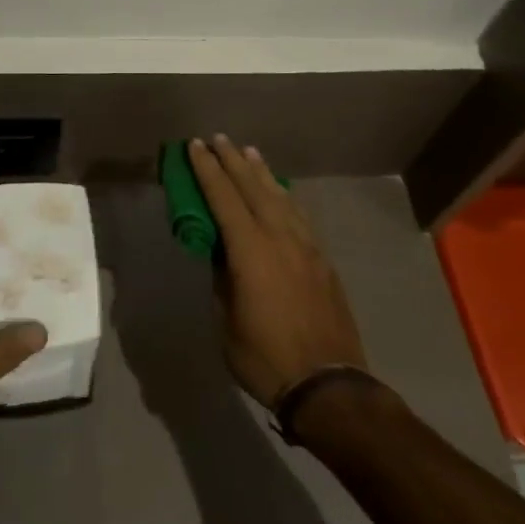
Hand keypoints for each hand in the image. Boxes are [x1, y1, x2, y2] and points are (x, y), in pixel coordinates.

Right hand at [187, 136, 367, 408]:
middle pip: (254, 188)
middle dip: (233, 161)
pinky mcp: (323, 260)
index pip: (224, 198)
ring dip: (262, 173)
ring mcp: (306, 247)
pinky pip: (299, 215)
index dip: (207, 170)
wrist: (329, 385)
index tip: (195, 146)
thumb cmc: (266, 357)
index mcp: (251, 251)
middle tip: (218, 138)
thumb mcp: (228, 321)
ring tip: (250, 153)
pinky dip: (284, 197)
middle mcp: (280, 238)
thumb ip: (223, 279)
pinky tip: (280, 193)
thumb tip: (221, 253)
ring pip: (281, 197)